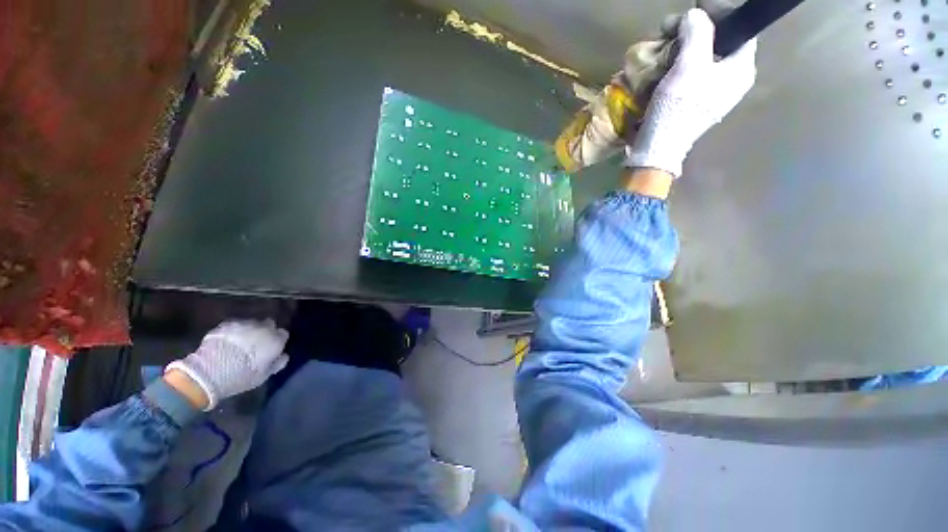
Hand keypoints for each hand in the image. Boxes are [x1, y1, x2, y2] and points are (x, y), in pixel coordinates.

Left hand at [166, 319, 289, 409]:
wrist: (210, 372)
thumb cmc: (242, 376)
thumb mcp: (264, 375)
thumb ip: (277, 363)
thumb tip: (283, 355)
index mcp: (275, 340)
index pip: (283, 334)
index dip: (277, 341)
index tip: (271, 348)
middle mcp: (264, 328)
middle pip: (269, 324)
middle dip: (265, 331)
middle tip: (257, 343)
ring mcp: (245, 324)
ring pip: (252, 323)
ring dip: (250, 330)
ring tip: (241, 341)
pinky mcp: (227, 324)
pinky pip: (235, 325)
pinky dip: (234, 331)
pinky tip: (228, 341)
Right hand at [625, 8, 756, 177]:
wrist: (659, 147)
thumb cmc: (678, 108)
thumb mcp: (689, 65)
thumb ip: (697, 33)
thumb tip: (695, 15)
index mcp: (741, 70)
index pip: (739, 30)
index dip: (718, 17)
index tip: (693, 14)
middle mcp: (732, 81)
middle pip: (718, 44)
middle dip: (694, 33)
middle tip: (670, 29)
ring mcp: (714, 95)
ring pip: (702, 60)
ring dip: (682, 50)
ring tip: (662, 47)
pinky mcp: (695, 105)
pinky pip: (691, 76)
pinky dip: (678, 67)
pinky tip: (664, 66)